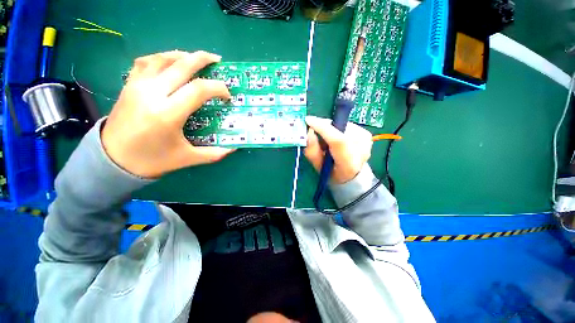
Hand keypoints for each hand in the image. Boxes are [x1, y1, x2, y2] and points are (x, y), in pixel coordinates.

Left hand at [101, 51, 233, 177]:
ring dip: (183, 55)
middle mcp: (152, 94)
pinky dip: (162, 57)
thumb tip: (234, 148)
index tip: (227, 96)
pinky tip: (171, 61)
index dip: (218, 88)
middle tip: (217, 60)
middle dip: (203, 59)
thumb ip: (214, 154)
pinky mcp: (129, 85)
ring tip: (197, 58)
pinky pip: (146, 62)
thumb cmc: (153, 160)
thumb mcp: (187, 159)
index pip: (199, 89)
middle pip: (181, 65)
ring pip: (162, 58)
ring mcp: (137, 86)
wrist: (113, 159)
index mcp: (168, 114)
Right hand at [304, 116, 372, 183]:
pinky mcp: (366, 134)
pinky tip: (338, 140)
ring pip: (341, 125)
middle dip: (324, 127)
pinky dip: (338, 130)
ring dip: (331, 129)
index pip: (337, 140)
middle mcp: (361, 151)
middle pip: (338, 129)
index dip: (322, 128)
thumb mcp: (318, 167)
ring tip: (329, 142)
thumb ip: (312, 151)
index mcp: (348, 163)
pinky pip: (346, 125)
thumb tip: (309, 132)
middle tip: (316, 133)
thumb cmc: (333, 173)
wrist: (353, 175)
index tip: (309, 120)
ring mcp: (365, 141)